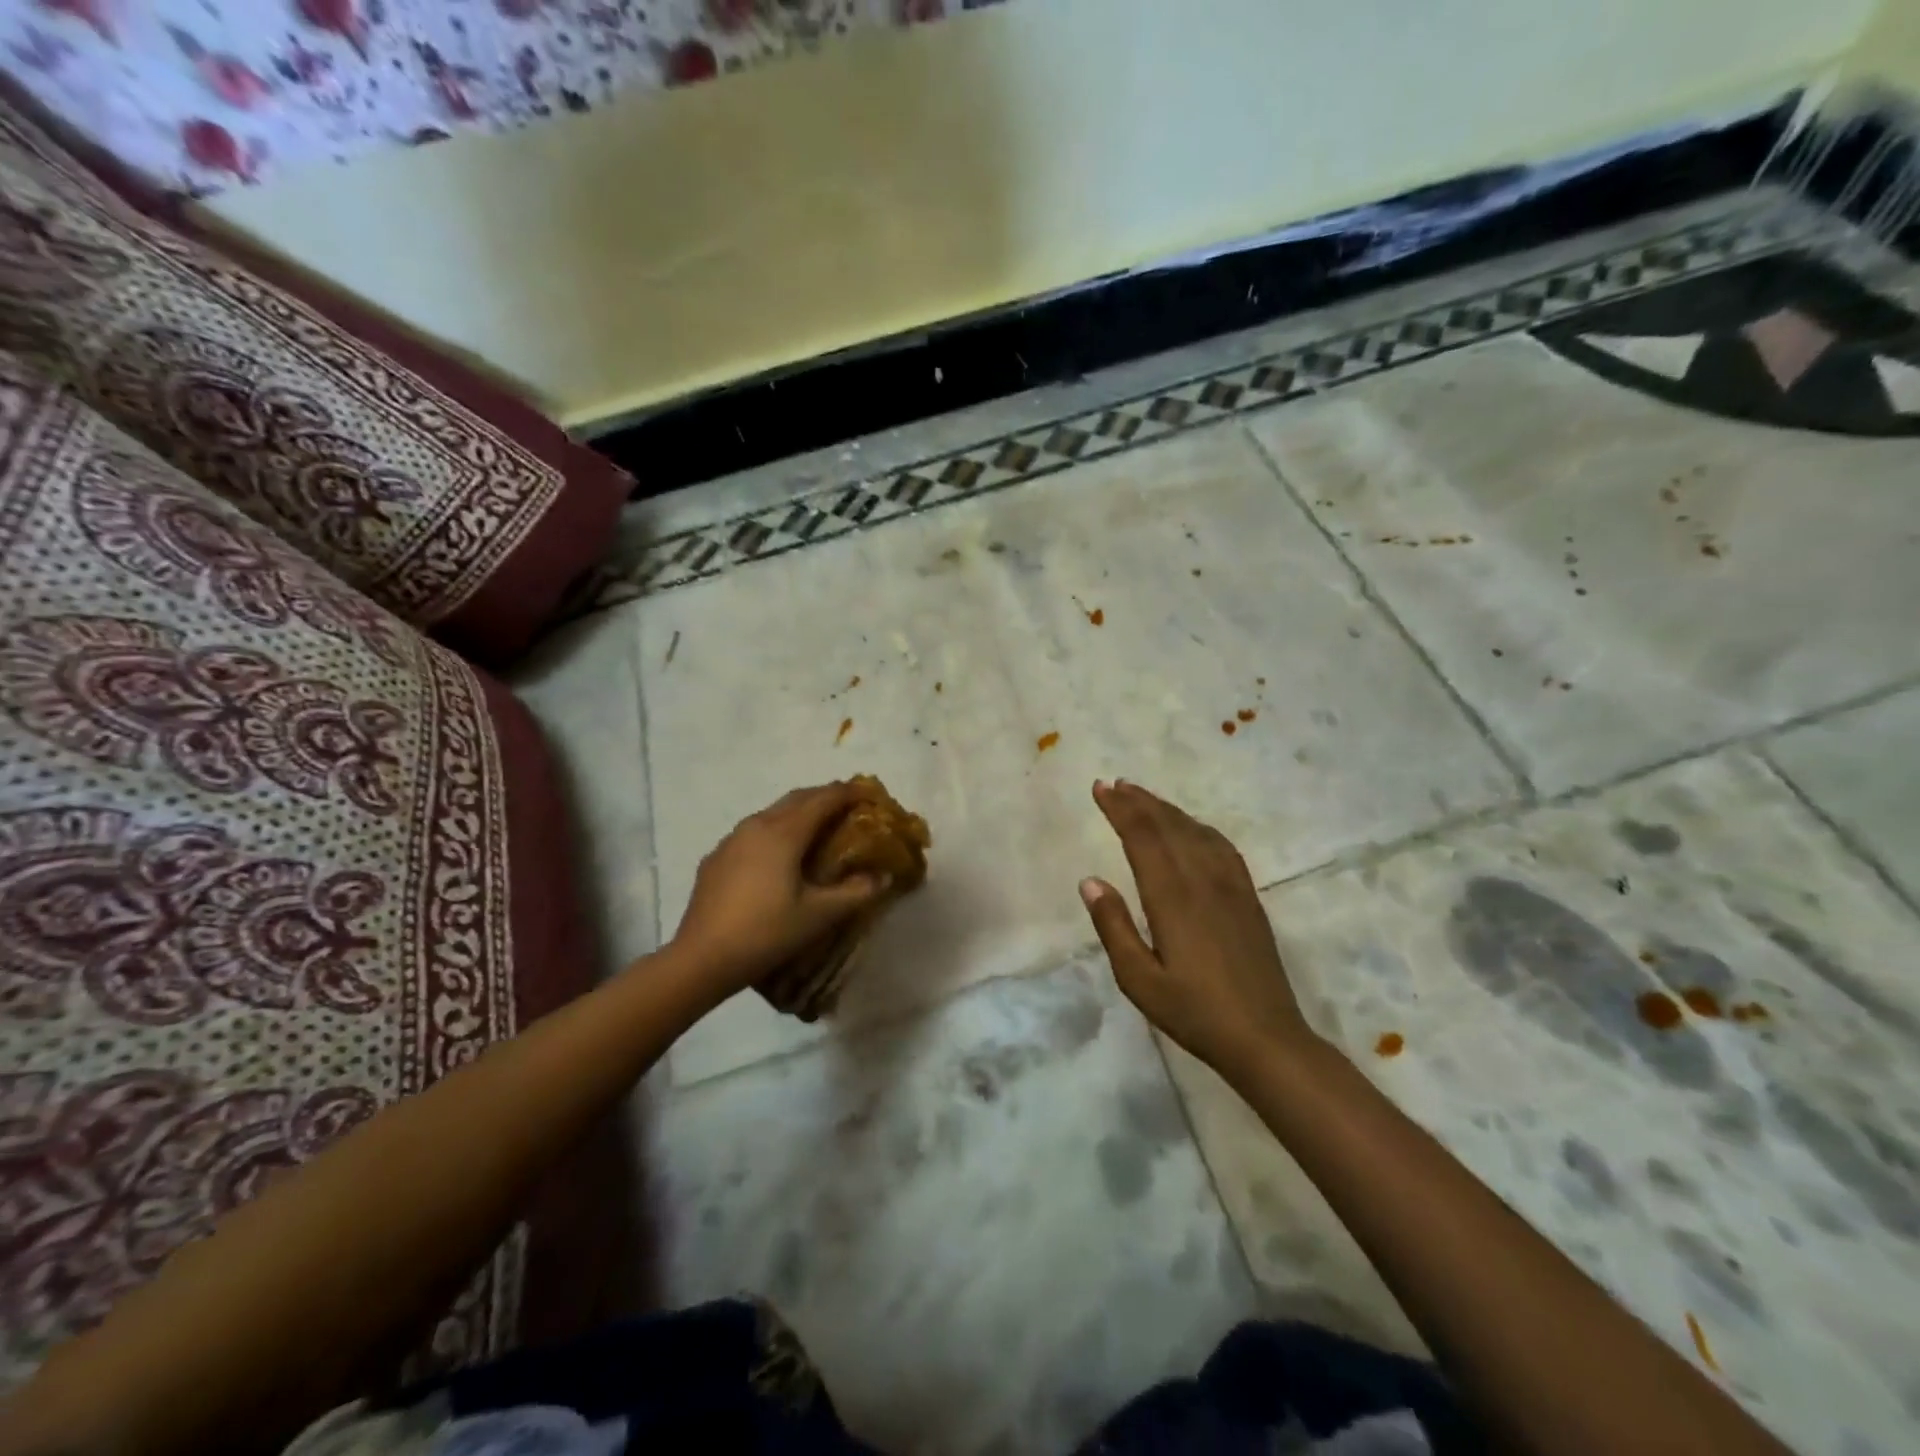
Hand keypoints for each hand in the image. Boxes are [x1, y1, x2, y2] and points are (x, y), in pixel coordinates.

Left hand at [669, 782, 889, 1000]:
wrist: (701, 958)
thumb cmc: (766, 932)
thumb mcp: (818, 915)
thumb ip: (855, 893)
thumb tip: (884, 877)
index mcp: (784, 832)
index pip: (824, 799)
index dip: (849, 792)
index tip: (870, 794)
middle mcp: (757, 825)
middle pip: (798, 798)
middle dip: (825, 797)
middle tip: (849, 807)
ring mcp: (731, 840)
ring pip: (773, 812)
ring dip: (799, 813)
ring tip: (817, 830)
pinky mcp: (716, 858)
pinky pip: (753, 833)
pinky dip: (775, 832)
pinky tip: (778, 857)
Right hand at [1080, 780, 1320, 1081]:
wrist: (1265, 1037)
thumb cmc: (1193, 1012)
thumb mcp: (1139, 980)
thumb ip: (1113, 927)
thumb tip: (1090, 881)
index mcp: (1172, 897)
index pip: (1142, 837)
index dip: (1120, 809)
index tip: (1100, 788)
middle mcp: (1202, 880)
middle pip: (1168, 825)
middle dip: (1139, 801)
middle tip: (1114, 784)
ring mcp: (1231, 886)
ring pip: (1195, 831)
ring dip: (1167, 809)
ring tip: (1143, 797)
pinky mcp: (1248, 897)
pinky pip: (1222, 847)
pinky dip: (1199, 827)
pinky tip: (1192, 827)